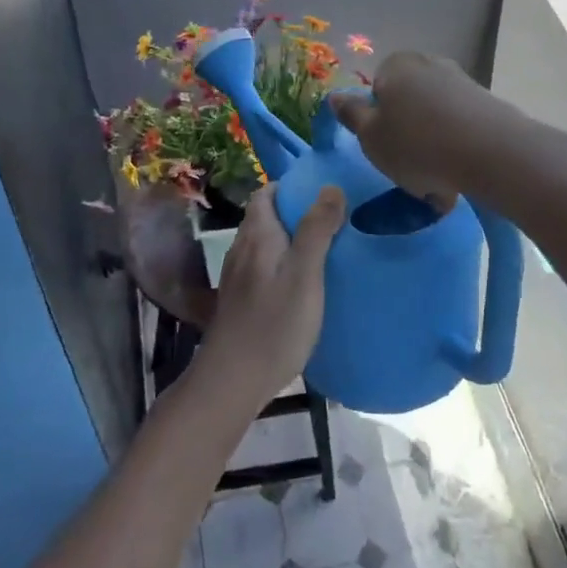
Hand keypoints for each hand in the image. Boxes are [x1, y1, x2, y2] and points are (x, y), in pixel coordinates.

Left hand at [200, 182, 344, 403]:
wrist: (233, 380)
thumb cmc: (274, 324)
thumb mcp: (304, 273)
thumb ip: (317, 229)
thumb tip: (330, 187)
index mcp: (257, 235)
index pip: (266, 193)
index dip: (291, 187)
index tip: (322, 192)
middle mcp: (242, 249)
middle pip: (265, 218)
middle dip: (295, 213)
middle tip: (333, 220)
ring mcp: (238, 277)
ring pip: (265, 245)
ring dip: (290, 240)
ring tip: (324, 249)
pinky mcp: (240, 301)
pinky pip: (263, 269)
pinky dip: (283, 265)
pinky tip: (303, 284)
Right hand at [331, 52, 515, 205]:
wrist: (491, 152)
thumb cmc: (416, 144)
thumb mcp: (370, 136)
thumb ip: (351, 114)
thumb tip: (334, 95)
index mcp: (396, 66)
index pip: (376, 90)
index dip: (377, 122)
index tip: (384, 149)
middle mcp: (429, 64)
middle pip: (407, 104)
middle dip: (407, 135)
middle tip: (408, 169)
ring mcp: (462, 82)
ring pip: (434, 120)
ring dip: (433, 148)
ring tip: (437, 183)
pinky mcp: (488, 104)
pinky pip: (460, 129)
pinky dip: (456, 150)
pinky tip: (459, 178)